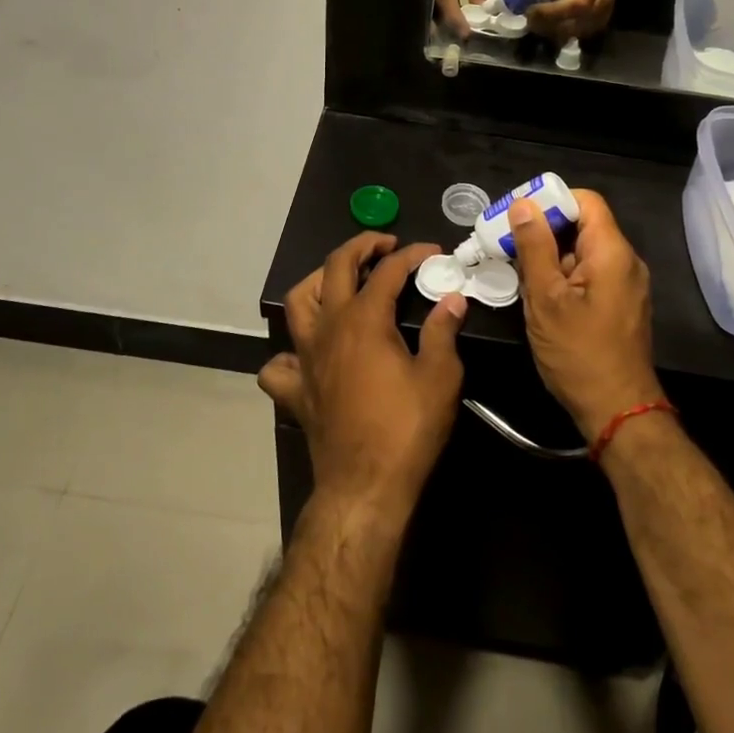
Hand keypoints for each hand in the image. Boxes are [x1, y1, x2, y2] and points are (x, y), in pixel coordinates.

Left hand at [261, 234, 467, 520]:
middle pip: (335, 267)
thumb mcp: (440, 377)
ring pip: (297, 301)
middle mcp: (328, 328)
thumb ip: (443, 331)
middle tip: (385, 246)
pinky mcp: (295, 389)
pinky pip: (280, 362)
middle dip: (361, 247)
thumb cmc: (406, 429)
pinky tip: (309, 354)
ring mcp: (305, 357)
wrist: (364, 486)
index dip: (412, 254)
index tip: (433, 252)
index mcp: (363, 319)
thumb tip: (453, 299)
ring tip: (341, 282)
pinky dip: (291, 351)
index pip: (387, 270)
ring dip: (318, 282)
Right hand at [435, 0, 499, 35]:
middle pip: (433, 8)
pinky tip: (458, 24)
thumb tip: (482, 10)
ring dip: (444, 23)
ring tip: (459, 38)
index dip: (455, 17)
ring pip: (432, 7)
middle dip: (445, 28)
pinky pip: (436, 2)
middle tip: (460, 45)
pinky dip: (445, 14)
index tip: (466, 34)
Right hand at [507, 192, 659, 441]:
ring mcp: (624, 285)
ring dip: (549, 256)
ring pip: (582, 252)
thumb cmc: (579, 354)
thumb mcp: (546, 298)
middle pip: (582, 225)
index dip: (551, 201)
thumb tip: (523, 204)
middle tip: (507, 244)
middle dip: (543, 230)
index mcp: (612, 252)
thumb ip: (534, 247)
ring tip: (516, 271)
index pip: (585, 201)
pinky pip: (588, 274)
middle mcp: (624, 261)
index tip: (518, 216)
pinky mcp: (618, 304)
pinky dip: (562, 275)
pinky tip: (537, 295)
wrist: (617, 412)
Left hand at [524, 0, 618, 40]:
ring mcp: (604, 16)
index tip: (530, 10)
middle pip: (575, 23)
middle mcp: (604, 0)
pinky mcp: (599, 26)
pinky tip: (548, 24)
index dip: (551, 12)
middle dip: (547, 24)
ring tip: (536, 21)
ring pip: (575, 33)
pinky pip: (577, 36)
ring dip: (552, 31)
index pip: (577, 4)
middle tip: (528, 18)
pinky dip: (560, 33)